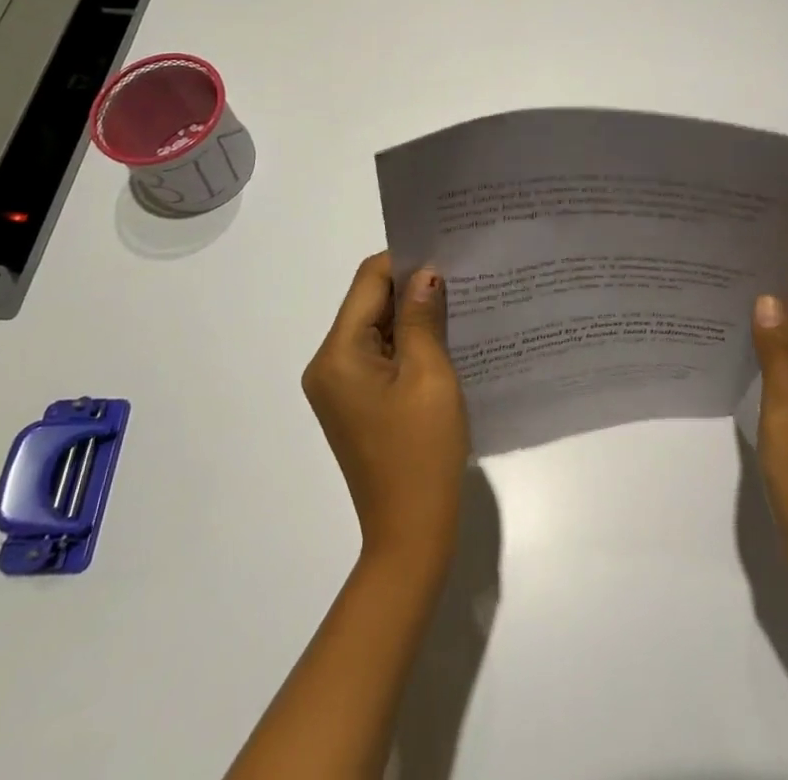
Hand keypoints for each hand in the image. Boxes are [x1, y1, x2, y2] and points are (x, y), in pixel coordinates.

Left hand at [302, 253, 468, 570]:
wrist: (411, 533)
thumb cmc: (422, 450)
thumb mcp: (429, 374)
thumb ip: (422, 316)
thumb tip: (424, 271)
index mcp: (338, 354)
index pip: (367, 281)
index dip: (404, 262)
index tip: (446, 255)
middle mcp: (328, 365)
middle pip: (368, 303)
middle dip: (410, 288)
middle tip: (459, 276)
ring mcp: (339, 387)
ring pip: (376, 328)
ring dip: (411, 316)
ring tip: (458, 303)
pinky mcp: (355, 403)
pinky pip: (379, 355)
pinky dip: (407, 343)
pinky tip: (442, 340)